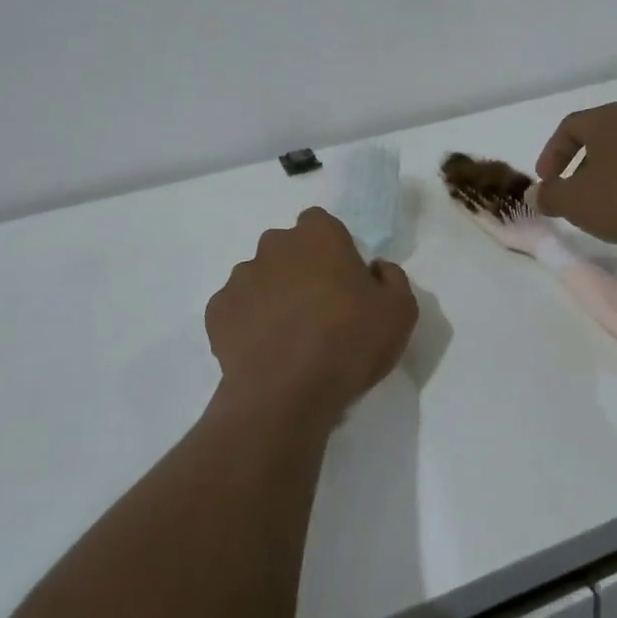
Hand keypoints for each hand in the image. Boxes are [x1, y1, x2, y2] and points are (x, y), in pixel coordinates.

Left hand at [204, 207, 417, 429]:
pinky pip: (236, 308)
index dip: (332, 249)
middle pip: (287, 249)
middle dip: (299, 269)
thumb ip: (391, 278)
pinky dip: (248, 323)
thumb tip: (375, 268)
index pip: (320, 224)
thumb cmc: (350, 341)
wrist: (287, 393)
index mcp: (318, 235)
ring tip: (289, 336)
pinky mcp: (216, 311)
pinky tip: (265, 350)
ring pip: (259, 277)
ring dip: (272, 295)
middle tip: (319, 309)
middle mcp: (274, 245)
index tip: (343, 280)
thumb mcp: (400, 310)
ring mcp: (240, 277)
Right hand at [532, 102, 616, 247]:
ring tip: (603, 208)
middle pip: (598, 138)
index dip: (551, 154)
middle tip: (571, 194)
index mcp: (606, 120)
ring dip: (607, 177)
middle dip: (579, 166)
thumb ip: (550, 197)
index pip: (568, 127)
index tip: (546, 182)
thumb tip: (536, 193)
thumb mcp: (577, 202)